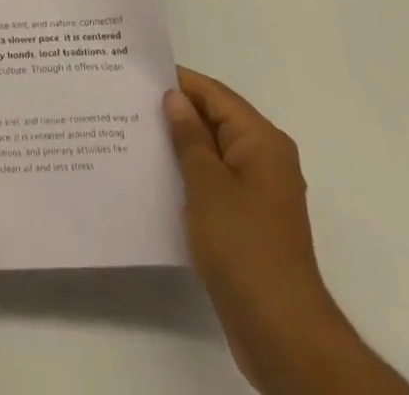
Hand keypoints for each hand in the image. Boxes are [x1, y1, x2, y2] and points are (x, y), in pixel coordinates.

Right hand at [166, 68, 364, 392]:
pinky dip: (190, 175)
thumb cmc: (243, 246)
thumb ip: (189, 136)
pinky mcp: (249, 221)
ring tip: (134, 136)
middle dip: (176, 113)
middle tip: (128, 103)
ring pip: (213, 152)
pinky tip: (157, 178)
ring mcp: (259, 192)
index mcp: (262, 141)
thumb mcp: (207, 184)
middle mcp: (266, 159)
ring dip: (180, 146)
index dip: (178, 82)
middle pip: (216, 120)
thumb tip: (175, 98)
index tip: (138, 75)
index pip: (215, 94)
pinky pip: (215, 181)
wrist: (281, 332)